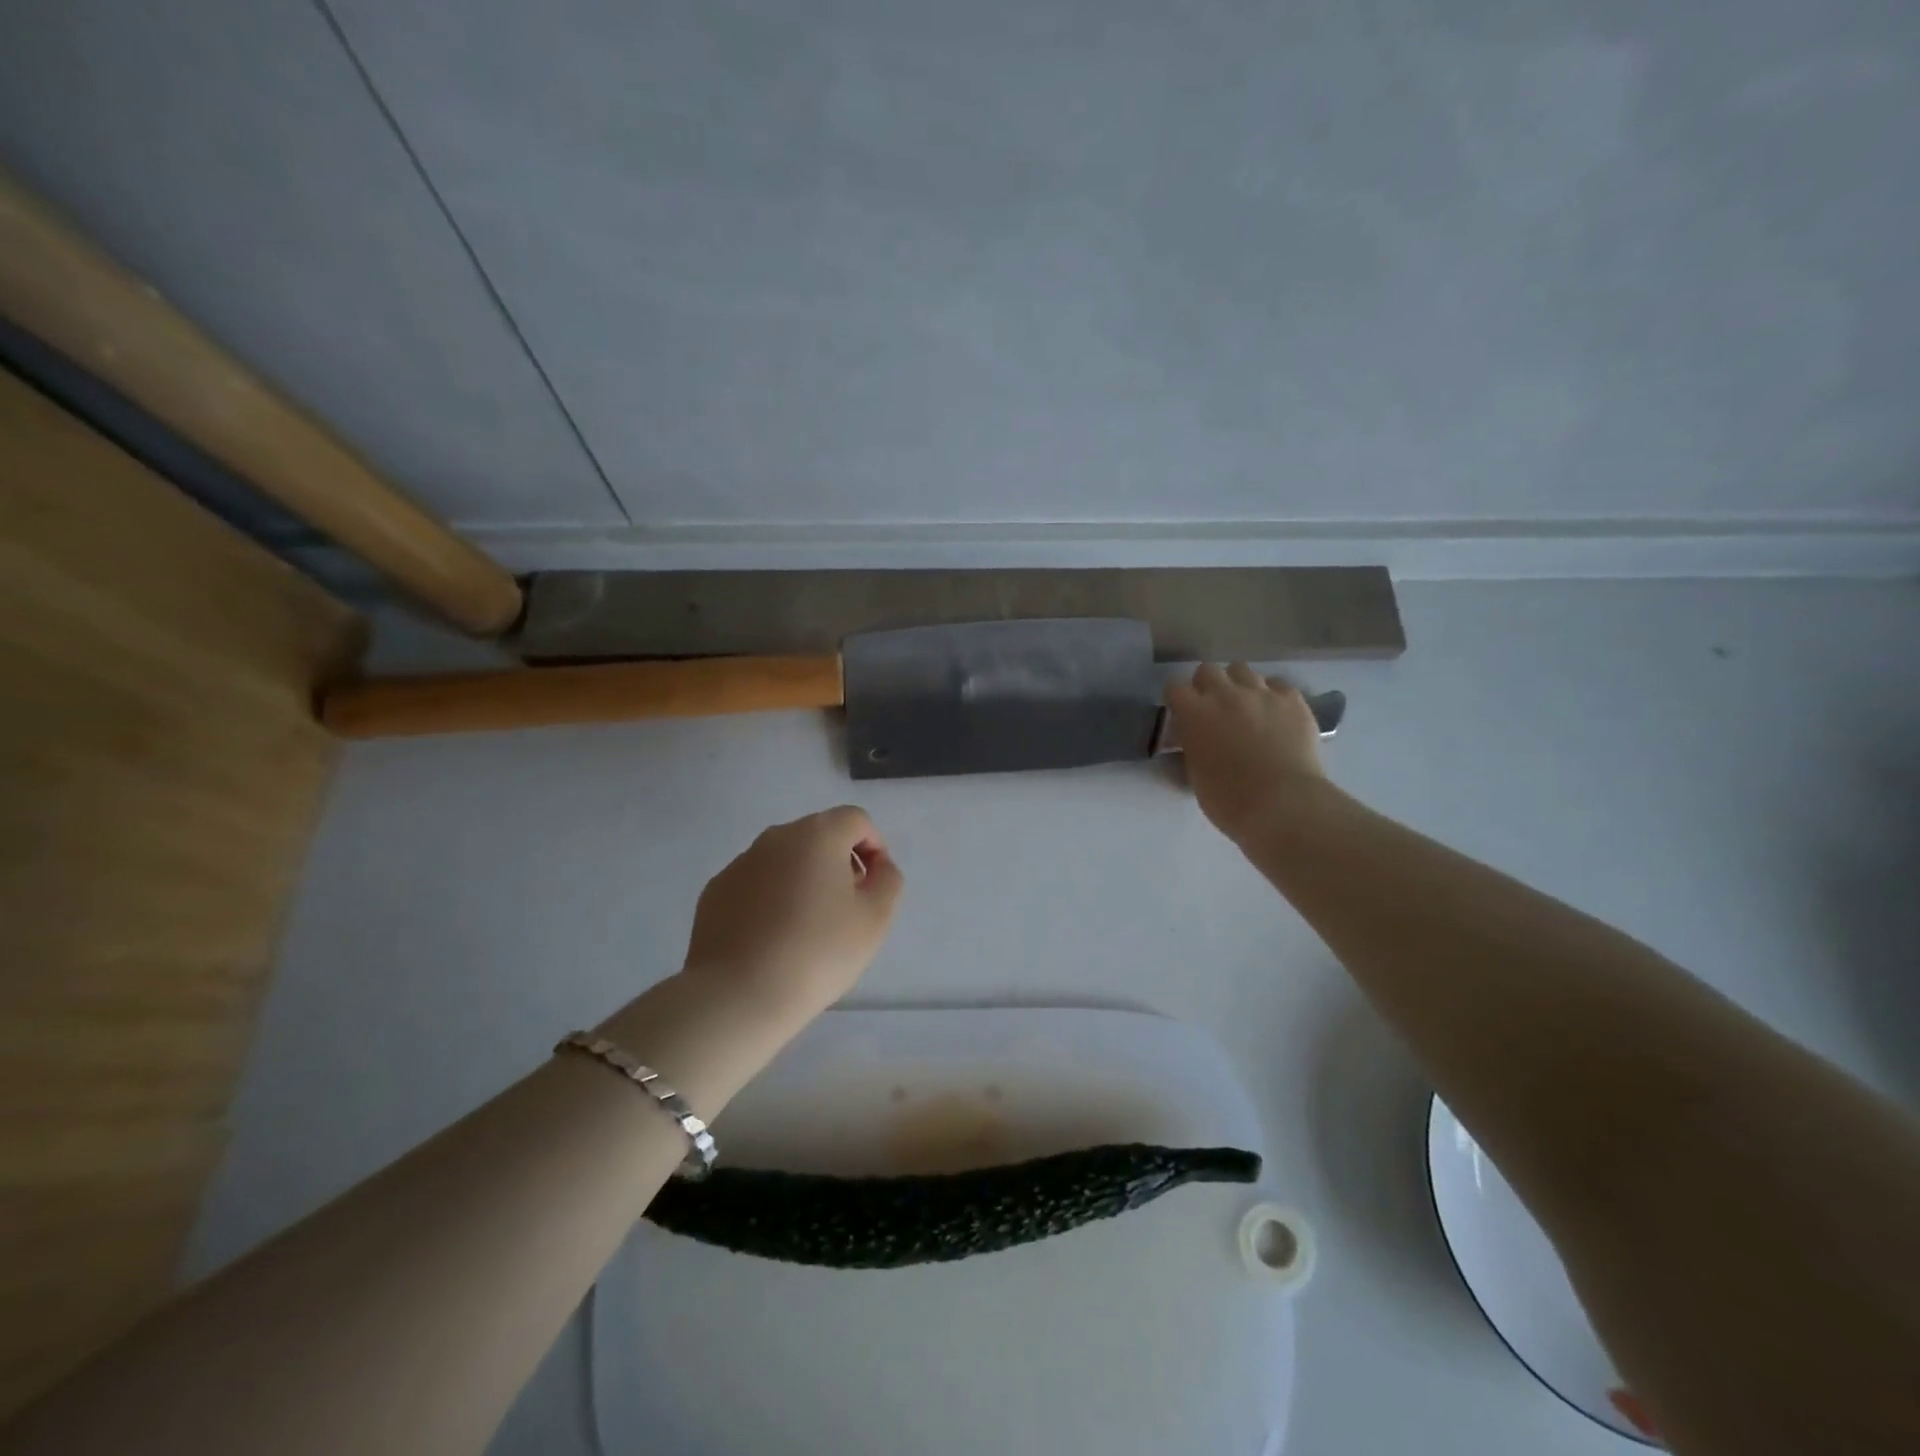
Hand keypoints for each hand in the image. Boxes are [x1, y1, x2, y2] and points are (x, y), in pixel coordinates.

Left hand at [682, 806, 902, 1021]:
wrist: (738, 995)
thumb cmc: (817, 952)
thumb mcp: (875, 918)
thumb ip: (887, 880)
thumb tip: (877, 865)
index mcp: (818, 834)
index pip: (856, 820)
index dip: (874, 848)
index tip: (873, 887)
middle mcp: (776, 837)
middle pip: (819, 835)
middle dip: (839, 862)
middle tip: (845, 908)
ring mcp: (740, 862)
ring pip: (785, 859)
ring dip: (803, 879)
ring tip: (807, 928)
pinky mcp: (715, 890)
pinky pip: (756, 883)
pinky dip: (770, 898)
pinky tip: (772, 938)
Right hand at [1164, 663, 1328, 842]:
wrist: (1284, 804)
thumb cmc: (1230, 800)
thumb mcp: (1195, 775)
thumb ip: (1191, 748)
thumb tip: (1193, 740)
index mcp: (1194, 714)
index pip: (1174, 688)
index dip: (1177, 701)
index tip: (1182, 715)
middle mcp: (1225, 694)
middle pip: (1208, 670)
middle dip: (1206, 685)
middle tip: (1213, 709)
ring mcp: (1262, 693)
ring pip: (1242, 670)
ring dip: (1238, 685)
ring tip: (1246, 707)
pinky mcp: (1293, 700)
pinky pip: (1278, 685)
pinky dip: (1272, 695)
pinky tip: (1275, 713)